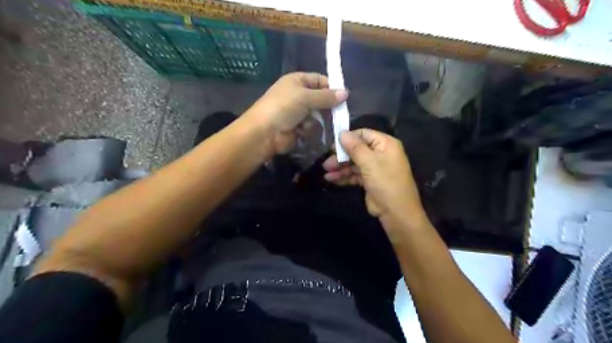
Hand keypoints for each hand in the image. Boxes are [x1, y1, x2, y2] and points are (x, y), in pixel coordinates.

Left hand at [246, 72, 348, 153]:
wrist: (264, 132)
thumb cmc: (283, 107)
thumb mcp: (306, 97)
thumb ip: (326, 96)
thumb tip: (346, 93)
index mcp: (297, 81)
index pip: (320, 80)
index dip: (331, 87)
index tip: (344, 97)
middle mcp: (298, 95)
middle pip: (320, 99)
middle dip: (326, 107)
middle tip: (336, 113)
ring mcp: (297, 112)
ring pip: (318, 115)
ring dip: (315, 120)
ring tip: (307, 123)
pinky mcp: (297, 128)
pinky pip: (311, 127)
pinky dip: (308, 129)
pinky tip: (301, 131)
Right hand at [322, 130, 426, 231]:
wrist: (396, 212)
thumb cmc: (385, 182)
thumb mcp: (369, 162)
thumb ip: (354, 147)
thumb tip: (342, 132)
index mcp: (385, 144)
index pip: (364, 134)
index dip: (348, 138)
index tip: (333, 145)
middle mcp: (380, 154)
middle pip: (356, 150)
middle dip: (341, 156)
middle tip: (326, 162)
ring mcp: (374, 168)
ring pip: (354, 163)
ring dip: (340, 167)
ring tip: (326, 173)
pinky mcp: (369, 180)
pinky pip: (354, 175)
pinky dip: (344, 177)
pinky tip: (331, 179)